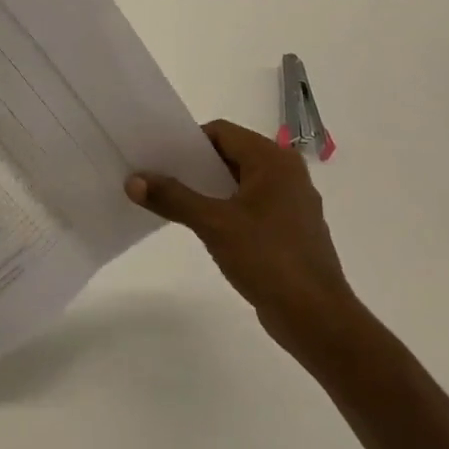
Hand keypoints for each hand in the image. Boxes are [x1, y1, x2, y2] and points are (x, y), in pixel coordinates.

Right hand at [126, 120, 360, 358]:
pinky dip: (224, 208)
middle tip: (156, 178)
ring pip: (239, 182)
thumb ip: (173, 198)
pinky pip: (249, 205)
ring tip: (171, 202)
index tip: (157, 157)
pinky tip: (201, 227)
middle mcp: (286, 173)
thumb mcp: (213, 224)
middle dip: (193, 166)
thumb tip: (133, 180)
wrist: (316, 316)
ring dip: (207, 189)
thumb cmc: (268, 258)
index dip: (187, 142)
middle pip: (230, 155)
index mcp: (273, 160)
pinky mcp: (289, 229)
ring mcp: (290, 202)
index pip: (221, 132)